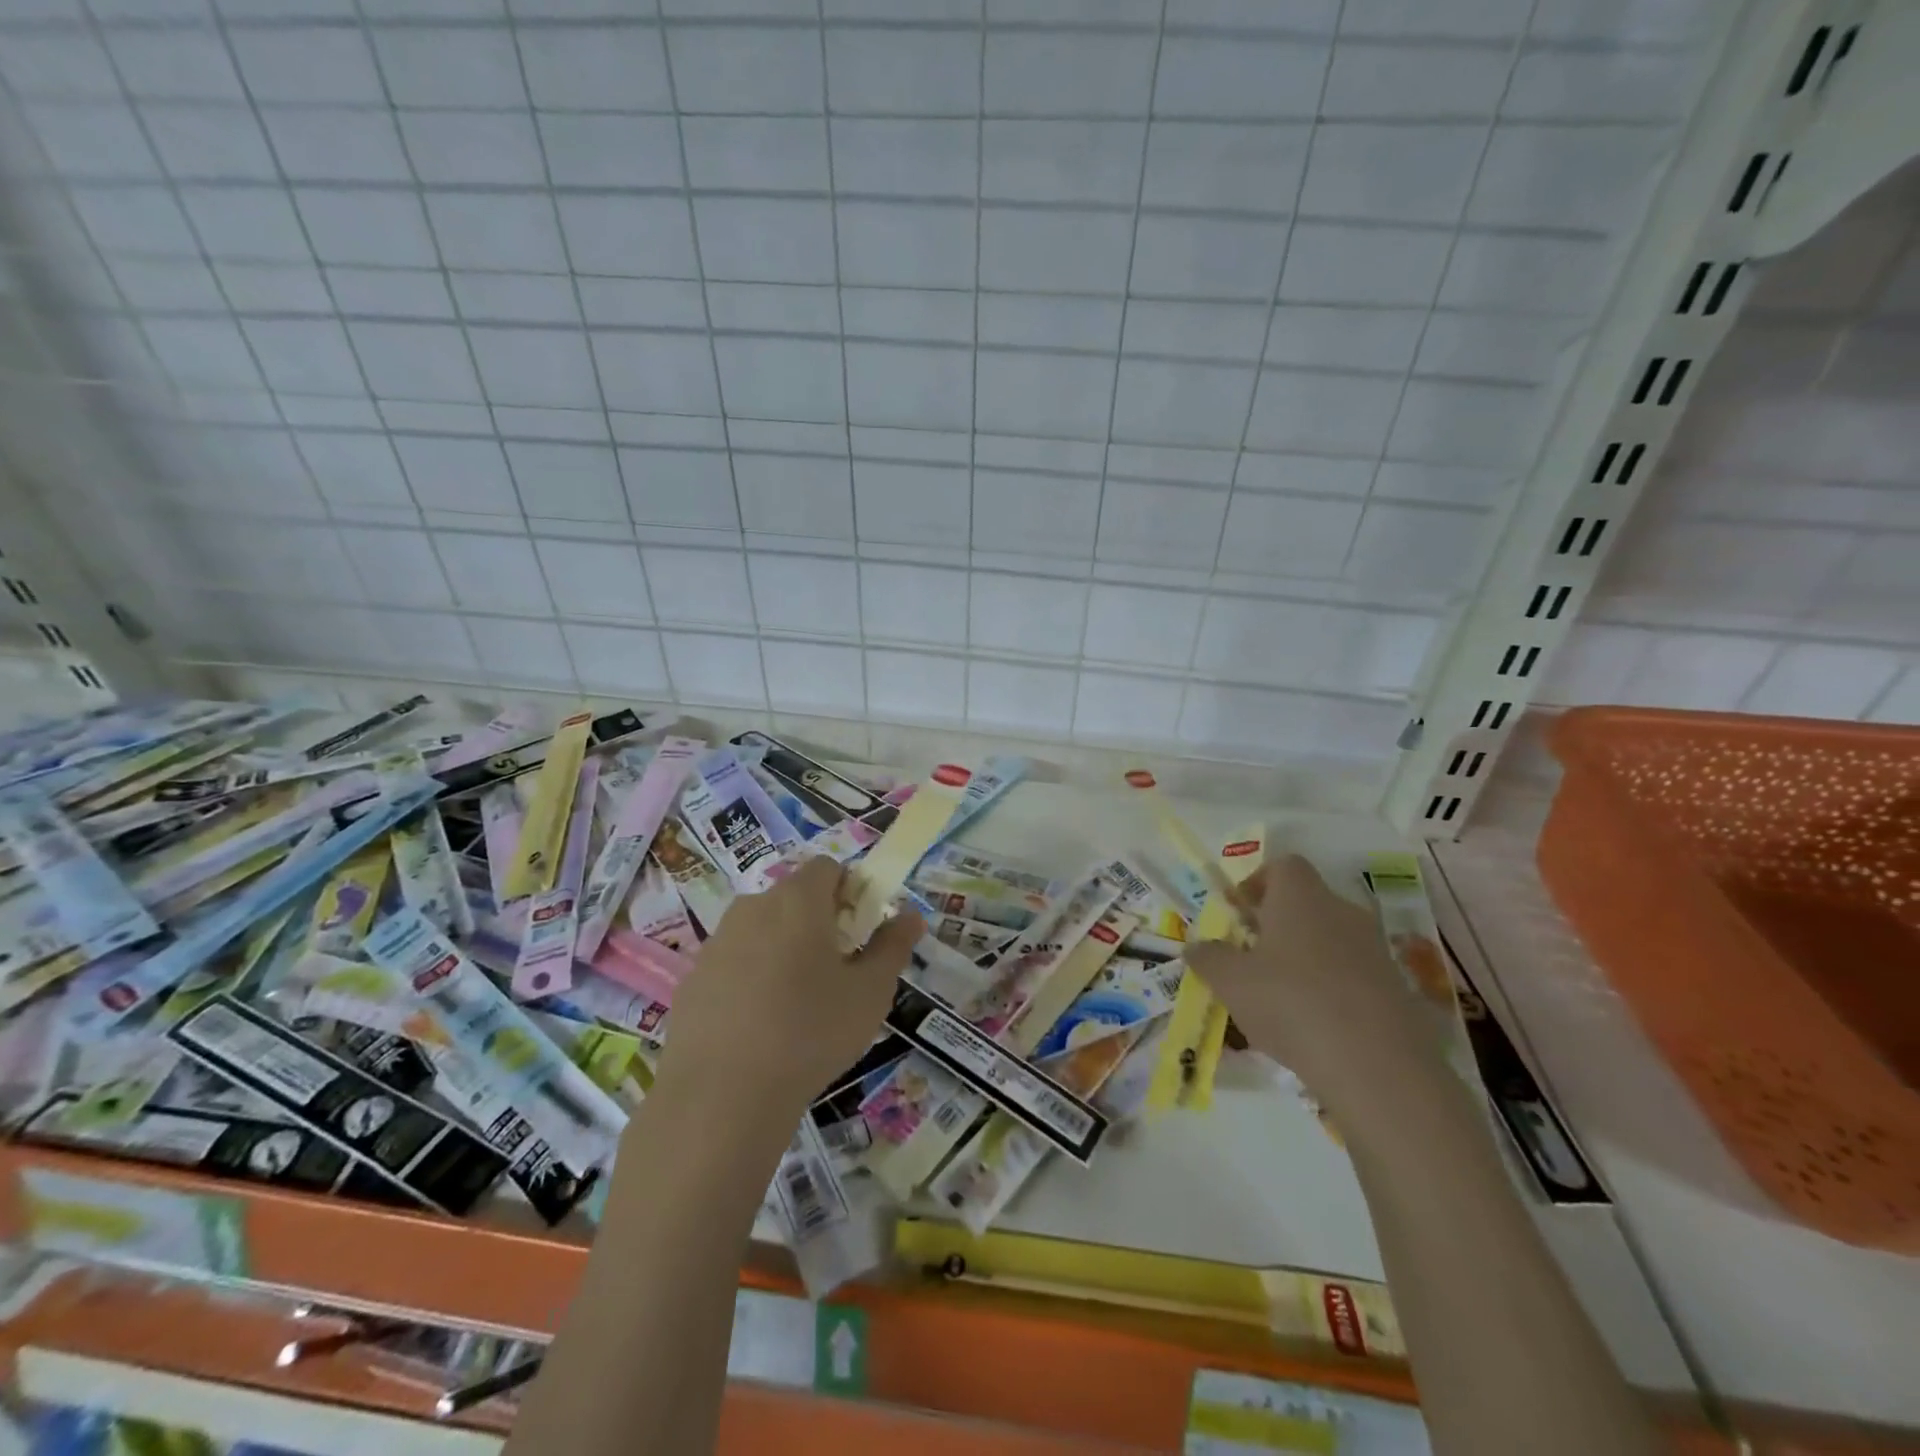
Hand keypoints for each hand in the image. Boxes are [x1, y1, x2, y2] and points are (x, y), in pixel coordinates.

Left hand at [658, 857, 923, 1122]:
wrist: (720, 1097)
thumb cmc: (810, 1033)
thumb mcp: (870, 993)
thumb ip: (892, 947)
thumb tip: (910, 915)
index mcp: (798, 900)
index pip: (828, 868)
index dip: (850, 891)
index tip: (859, 932)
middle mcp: (753, 907)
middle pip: (793, 897)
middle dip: (817, 922)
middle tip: (835, 971)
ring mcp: (717, 942)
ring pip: (761, 930)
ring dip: (783, 950)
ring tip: (796, 1004)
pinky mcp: (692, 979)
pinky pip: (733, 963)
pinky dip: (750, 979)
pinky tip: (758, 1027)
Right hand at [1185, 855, 1449, 1135]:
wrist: (1378, 1068)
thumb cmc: (1291, 1003)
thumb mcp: (1230, 982)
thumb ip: (1208, 958)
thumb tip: (1196, 947)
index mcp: (1301, 897)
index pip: (1283, 865)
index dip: (1258, 882)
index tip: (1239, 913)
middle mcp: (1342, 911)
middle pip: (1307, 903)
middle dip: (1277, 925)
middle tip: (1251, 958)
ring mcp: (1375, 950)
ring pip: (1330, 941)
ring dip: (1304, 959)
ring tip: (1278, 999)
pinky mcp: (1396, 989)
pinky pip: (1353, 976)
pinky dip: (1331, 990)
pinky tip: (1314, 1028)